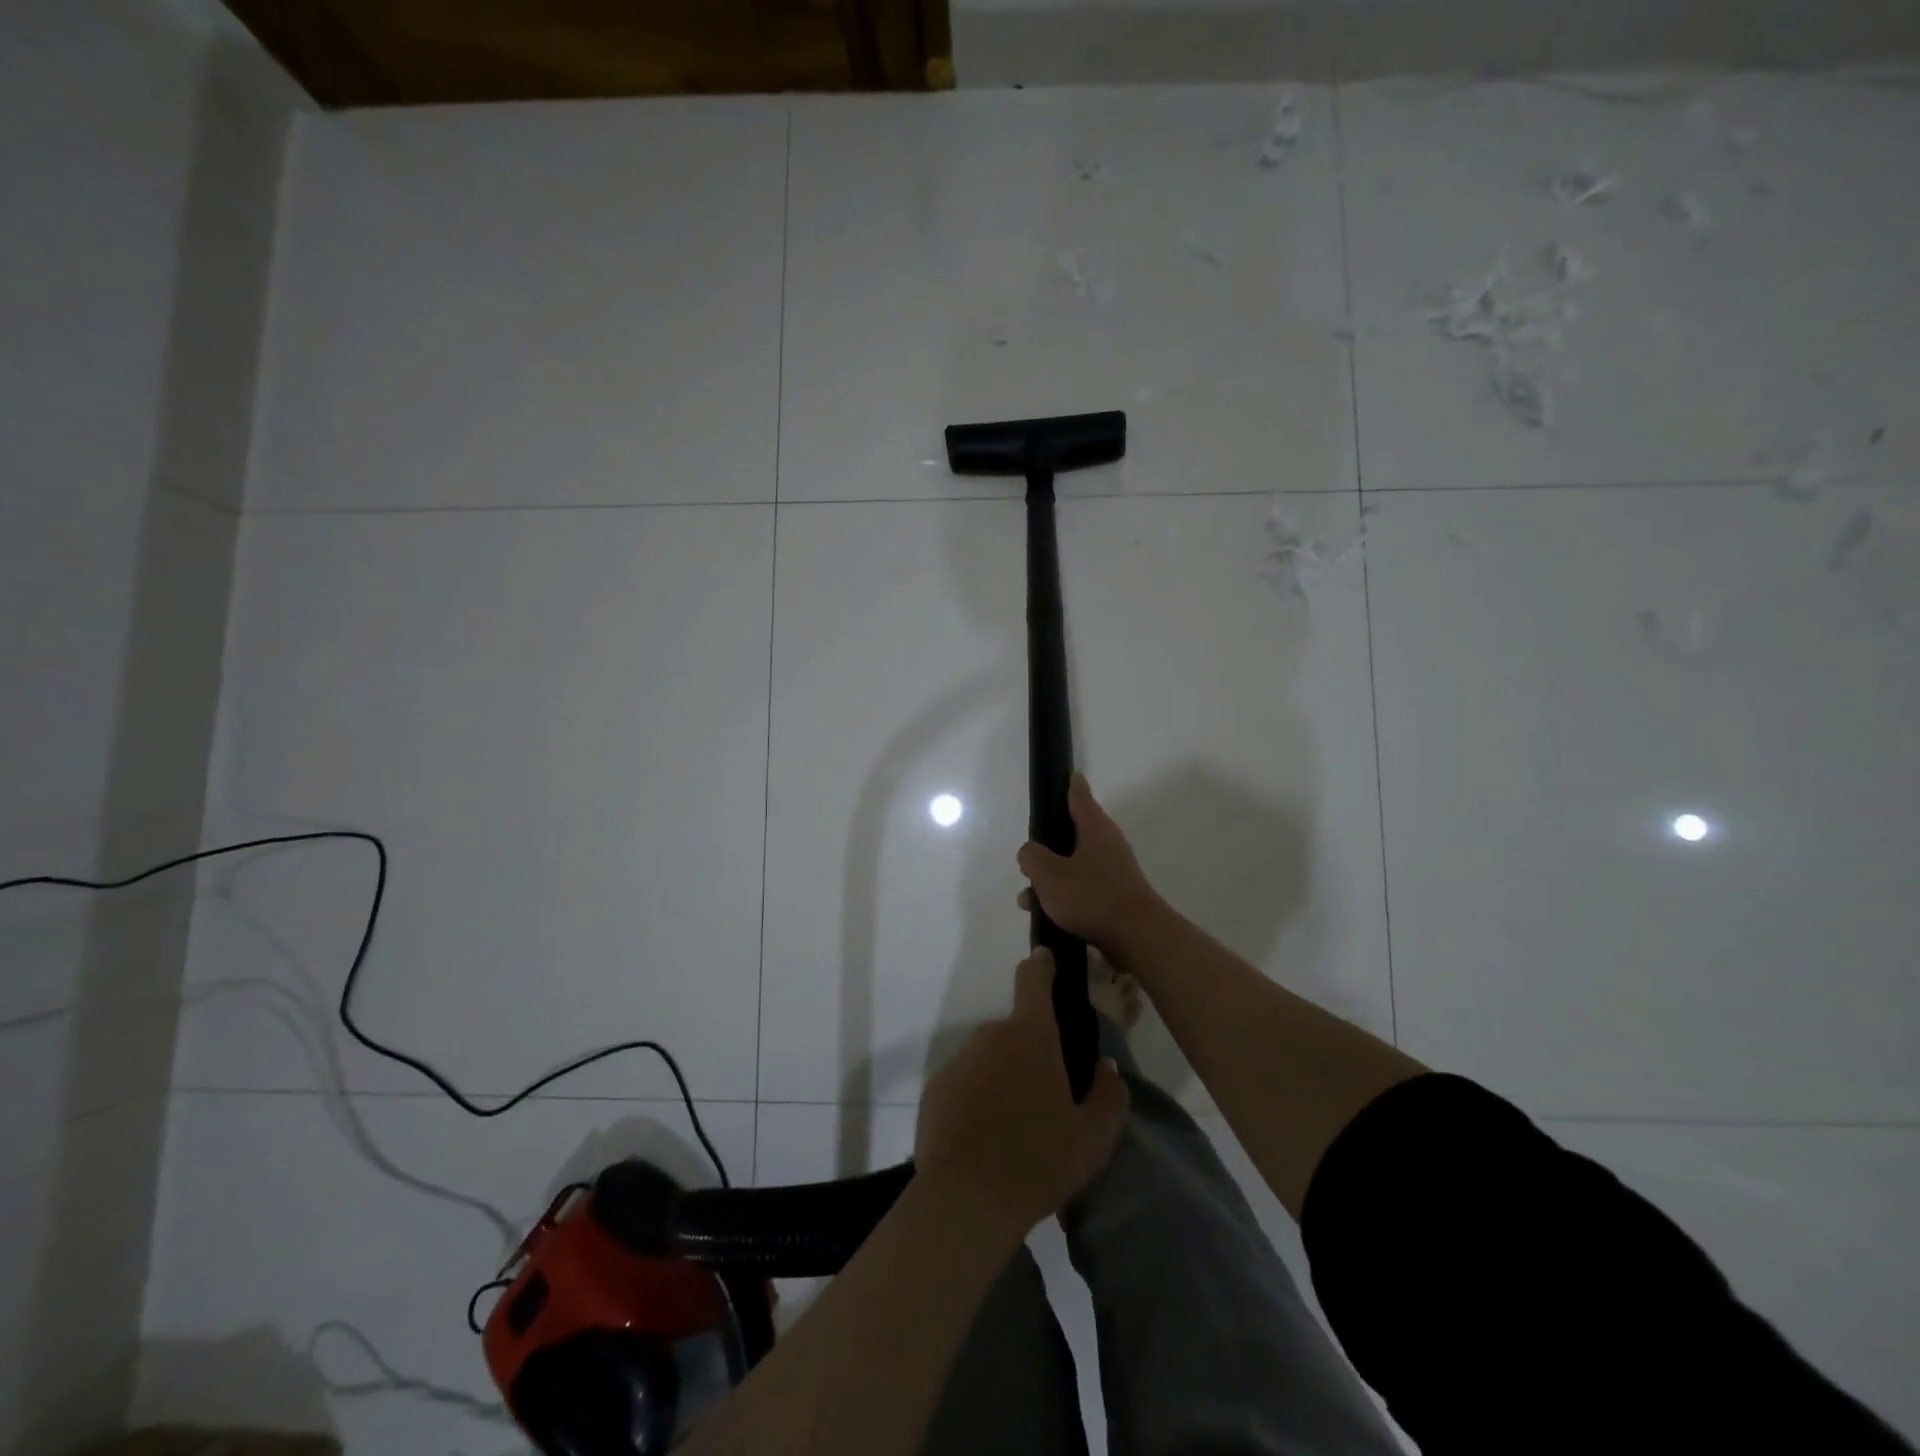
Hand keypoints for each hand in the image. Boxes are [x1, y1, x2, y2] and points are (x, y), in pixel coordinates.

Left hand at [915, 949, 1128, 1238]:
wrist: (965, 1200)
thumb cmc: (1038, 1161)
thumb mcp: (1093, 1137)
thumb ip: (1108, 1095)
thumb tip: (1105, 1068)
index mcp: (1031, 1035)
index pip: (1033, 979)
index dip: (1042, 965)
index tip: (1046, 960)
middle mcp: (991, 1035)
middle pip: (1016, 1029)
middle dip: (1032, 1051)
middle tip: (1049, 1095)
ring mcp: (959, 1060)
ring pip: (991, 1058)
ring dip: (1005, 1077)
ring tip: (1018, 1128)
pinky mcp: (936, 1088)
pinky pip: (966, 1082)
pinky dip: (978, 1099)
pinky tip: (987, 1140)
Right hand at [1016, 773, 1160, 951]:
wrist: (1137, 938)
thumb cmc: (1092, 897)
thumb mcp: (1049, 874)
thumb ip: (1031, 857)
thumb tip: (1030, 852)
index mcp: (1095, 828)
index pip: (1079, 796)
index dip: (1069, 785)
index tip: (1065, 774)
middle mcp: (1107, 845)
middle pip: (1071, 835)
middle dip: (1046, 848)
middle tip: (1026, 861)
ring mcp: (1113, 872)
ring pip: (1072, 866)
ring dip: (1049, 880)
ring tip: (1027, 900)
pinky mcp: (1114, 898)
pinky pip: (1081, 889)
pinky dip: (1063, 898)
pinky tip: (1045, 917)